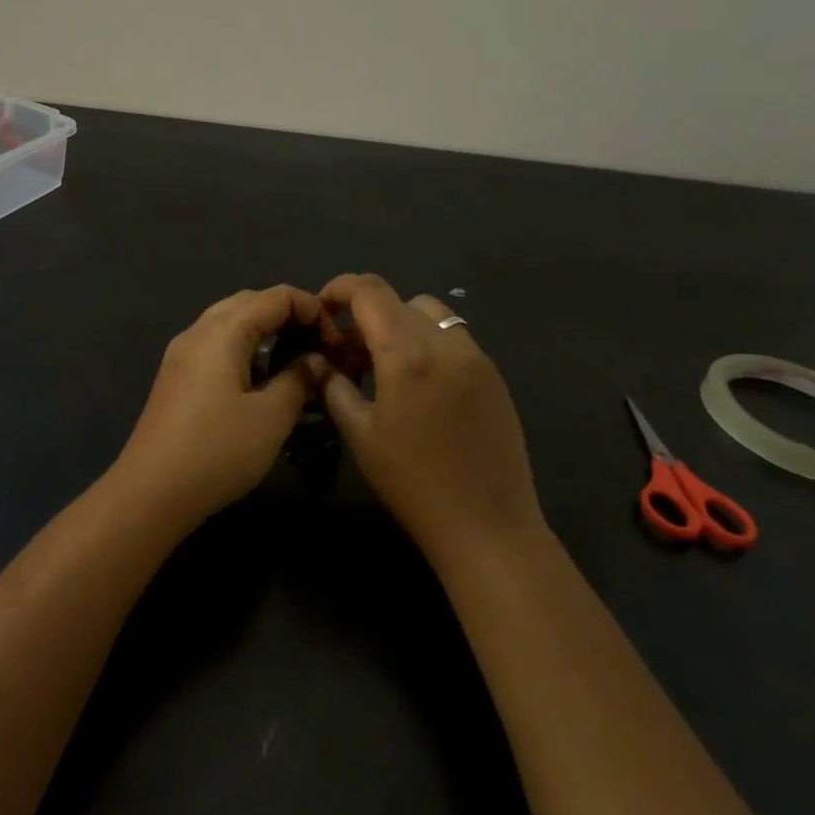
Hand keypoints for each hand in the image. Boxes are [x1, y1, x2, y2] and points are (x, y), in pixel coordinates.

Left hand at [110, 286, 327, 526]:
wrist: (151, 491)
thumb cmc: (217, 451)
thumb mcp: (271, 417)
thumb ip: (299, 380)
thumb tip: (317, 360)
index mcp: (222, 332)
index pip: (274, 296)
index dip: (311, 309)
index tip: (336, 341)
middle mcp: (197, 332)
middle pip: (249, 302)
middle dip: (288, 315)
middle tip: (319, 345)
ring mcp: (182, 354)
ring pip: (229, 322)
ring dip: (265, 331)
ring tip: (296, 359)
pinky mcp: (176, 376)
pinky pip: (216, 345)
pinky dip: (244, 349)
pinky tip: (261, 378)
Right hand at [317, 273, 542, 557]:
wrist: (487, 526)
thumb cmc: (412, 482)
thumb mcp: (360, 434)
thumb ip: (334, 387)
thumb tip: (320, 362)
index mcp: (407, 353)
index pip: (370, 291)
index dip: (340, 288)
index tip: (323, 307)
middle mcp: (446, 342)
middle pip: (399, 300)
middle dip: (366, 314)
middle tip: (348, 352)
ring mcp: (477, 357)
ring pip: (431, 314)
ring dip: (401, 324)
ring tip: (386, 366)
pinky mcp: (494, 376)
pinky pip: (454, 338)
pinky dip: (428, 343)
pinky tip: (419, 385)